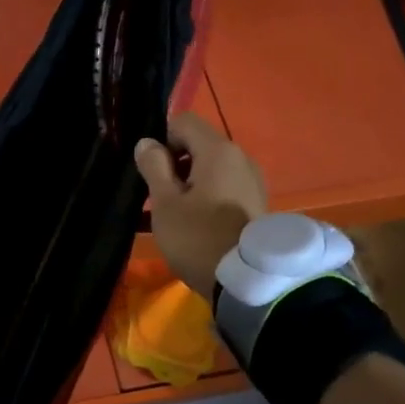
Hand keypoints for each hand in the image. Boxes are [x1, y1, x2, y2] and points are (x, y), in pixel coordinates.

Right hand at [133, 114, 266, 300]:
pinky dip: (206, 198)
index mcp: (219, 150)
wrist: (246, 282)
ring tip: (173, 215)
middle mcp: (241, 158)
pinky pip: (224, 189)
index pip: (184, 122)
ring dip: (189, 184)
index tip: (152, 171)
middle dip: (175, 165)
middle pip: (199, 146)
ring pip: (211, 170)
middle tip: (159, 197)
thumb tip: (147, 143)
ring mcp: (252, 182)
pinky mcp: (256, 204)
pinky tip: (194, 225)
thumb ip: (154, 166)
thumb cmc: (198, 236)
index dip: (162, 140)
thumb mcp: (165, 203)